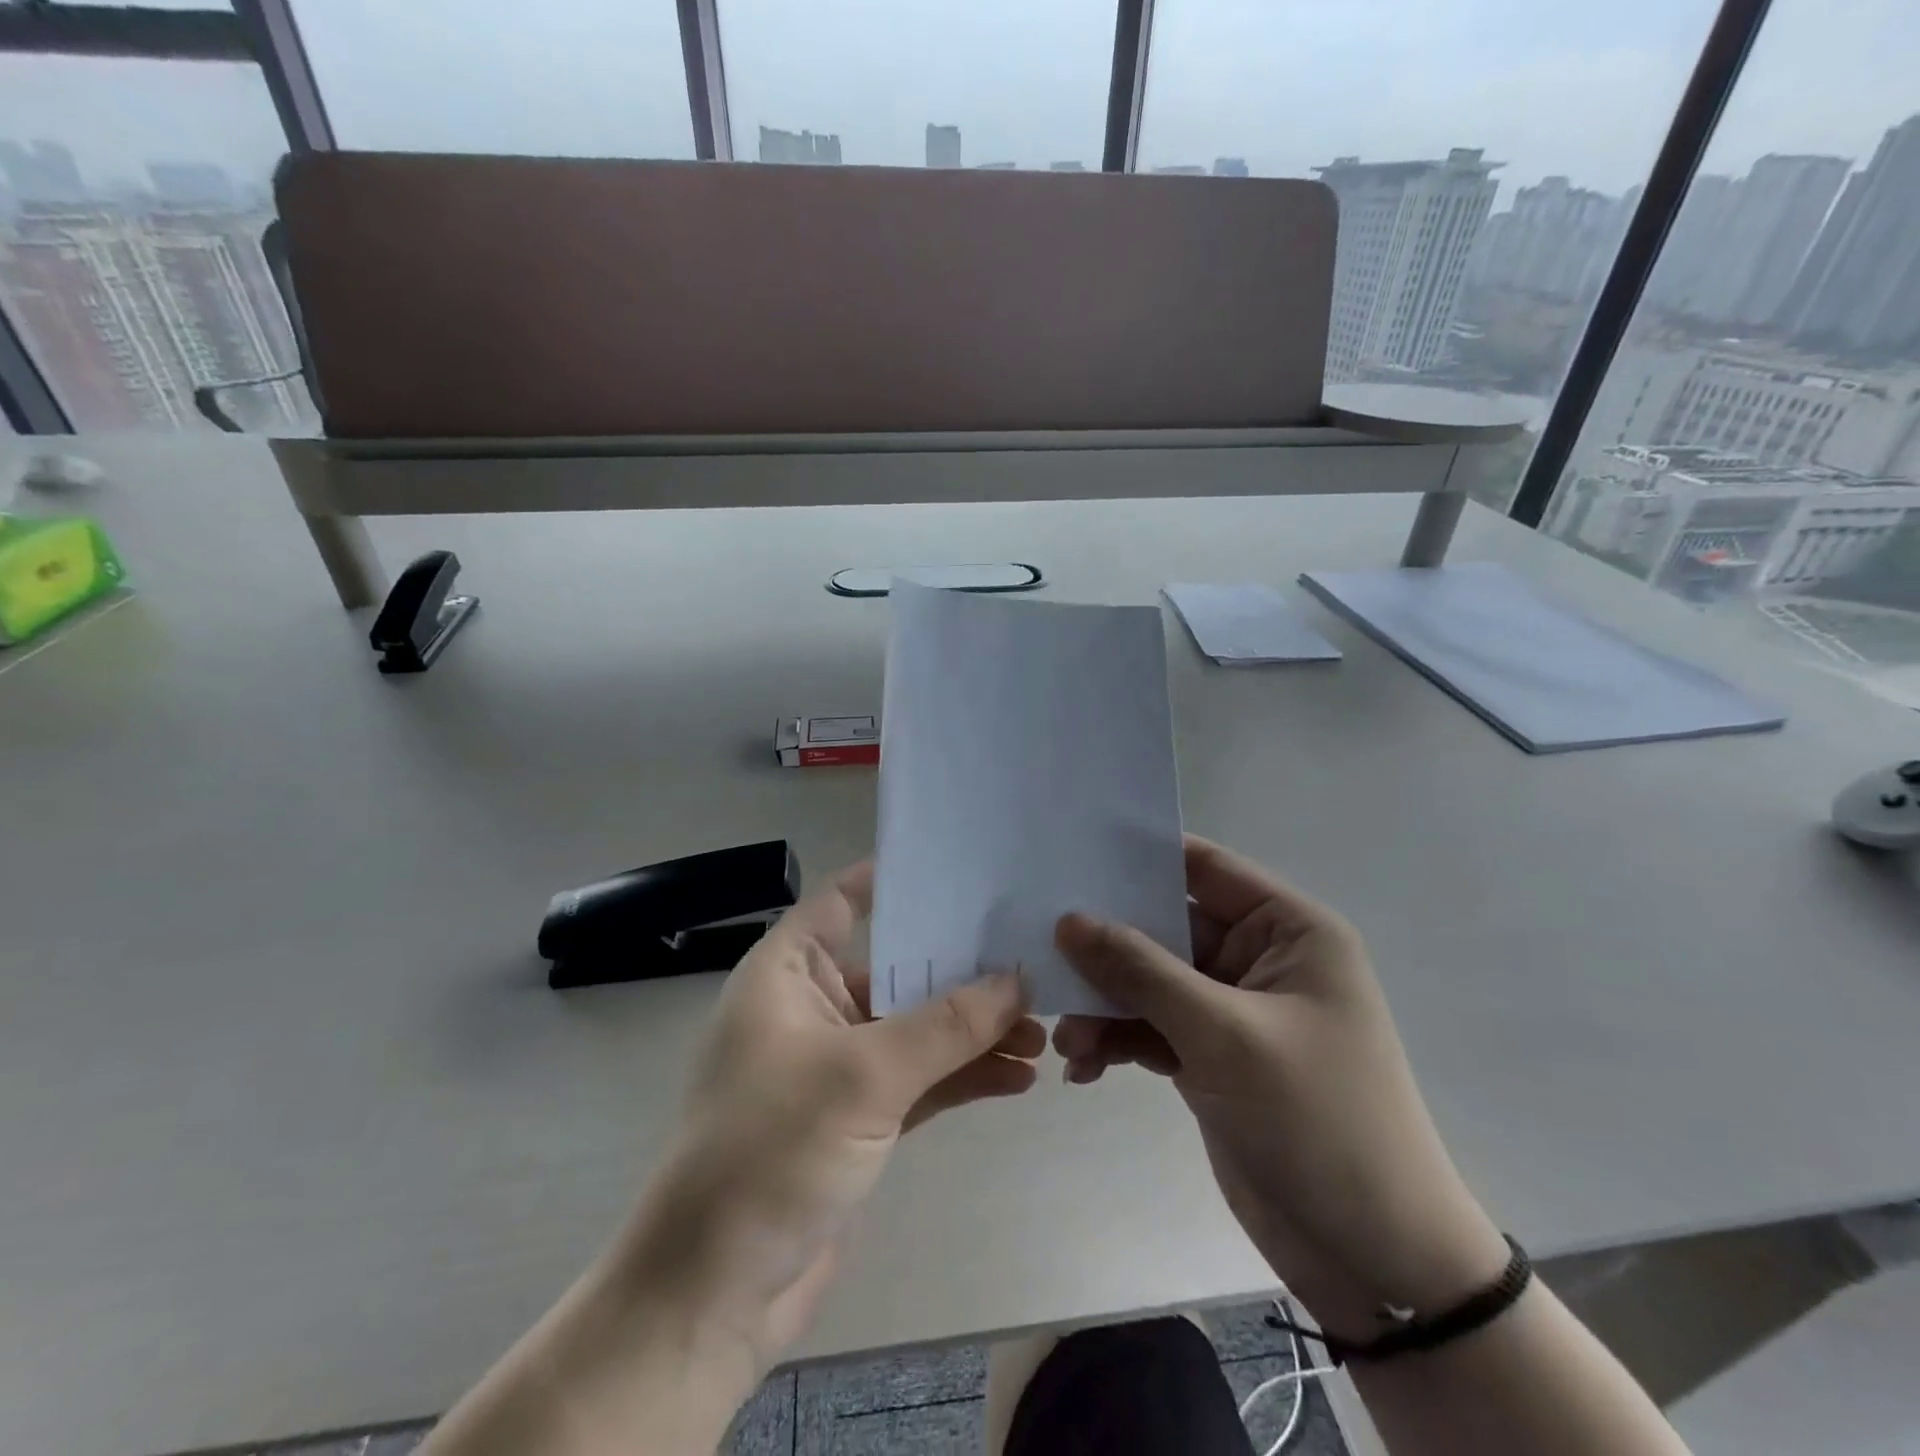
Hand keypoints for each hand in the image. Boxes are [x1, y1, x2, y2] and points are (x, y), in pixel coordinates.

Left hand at [622, 862, 1043, 1369]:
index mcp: (787, 974)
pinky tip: (1018, 1077)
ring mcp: (836, 1065)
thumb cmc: (771, 1151)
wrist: (713, 1295)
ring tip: (1041, 1029)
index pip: (842, 901)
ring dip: (973, 1030)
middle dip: (961, 968)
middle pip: (895, 966)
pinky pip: (920, 1080)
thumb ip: (946, 1024)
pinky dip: (963, 1076)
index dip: (895, 880)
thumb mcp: (864, 1074)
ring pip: (916, 1028)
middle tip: (1031, 957)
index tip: (962, 869)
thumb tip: (1019, 978)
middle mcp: (811, 1008)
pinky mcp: (858, 1118)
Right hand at [1054, 836, 1507, 1342]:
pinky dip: (1118, 1040)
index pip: (1203, 866)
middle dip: (1106, 945)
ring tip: (1068, 1040)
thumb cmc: (1317, 1120)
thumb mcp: (1223, 1033)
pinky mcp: (1210, 1056)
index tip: (1071, 856)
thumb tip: (1069, 919)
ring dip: (1105, 1004)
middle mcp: (1259, 959)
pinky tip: (1085, 1068)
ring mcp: (1231, 1010)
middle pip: (1165, 926)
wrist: (1374, 1257)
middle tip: (1044, 952)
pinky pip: (1150, 1027)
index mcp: (1287, 930)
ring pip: (1149, 981)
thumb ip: (1141, 970)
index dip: (1139, 856)